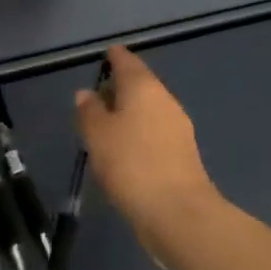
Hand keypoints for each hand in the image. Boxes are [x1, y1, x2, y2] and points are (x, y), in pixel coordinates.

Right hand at [76, 45, 221, 241]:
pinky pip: (155, 132)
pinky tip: (125, 150)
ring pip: (148, 109)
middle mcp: (165, 100)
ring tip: (105, 126)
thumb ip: (89, 110)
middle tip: (96, 97)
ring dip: (129, 113)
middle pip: (140, 84)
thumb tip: (87, 93)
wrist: (177, 212)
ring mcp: (178, 127)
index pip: (126, 61)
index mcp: (143, 87)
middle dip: (119, 87)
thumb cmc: (130, 164)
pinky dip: (139, 133)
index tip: (103, 57)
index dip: (113, 57)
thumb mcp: (97, 135)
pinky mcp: (183, 153)